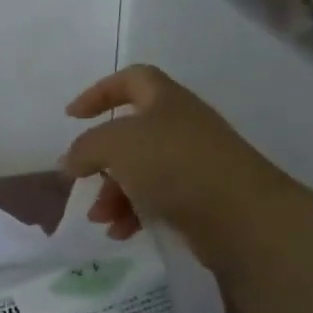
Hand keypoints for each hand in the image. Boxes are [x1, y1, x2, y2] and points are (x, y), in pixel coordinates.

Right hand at [61, 65, 281, 260]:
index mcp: (166, 101)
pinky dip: (134, 213)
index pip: (131, 79)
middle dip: (101, 160)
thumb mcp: (116, 145)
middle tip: (81, 180)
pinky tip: (122, 232)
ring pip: (140, 172)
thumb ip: (85, 148)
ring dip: (113, 194)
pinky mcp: (200, 198)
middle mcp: (181, 126)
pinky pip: (156, 199)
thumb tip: (70, 161)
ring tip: (100, 219)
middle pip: (130, 135)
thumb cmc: (174, 165)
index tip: (72, 116)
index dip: (99, 92)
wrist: (242, 216)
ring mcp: (193, 163)